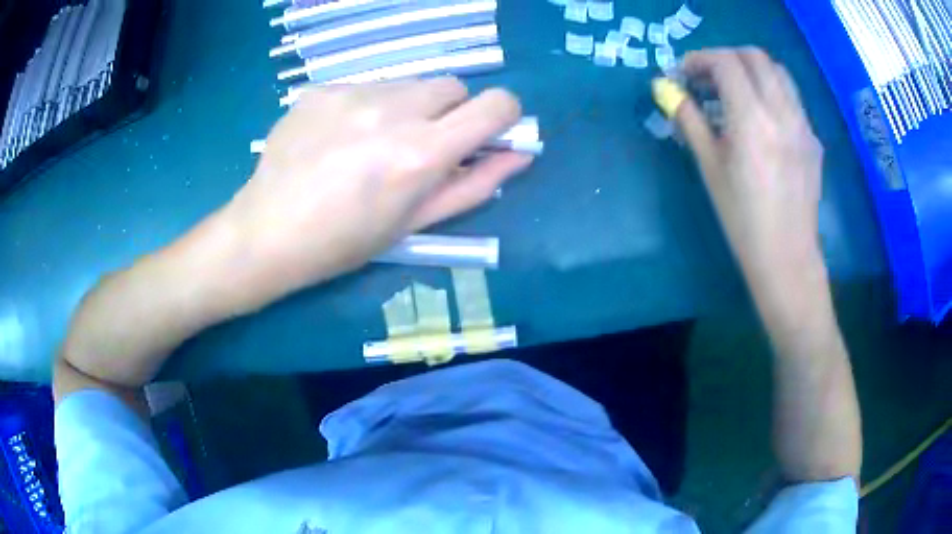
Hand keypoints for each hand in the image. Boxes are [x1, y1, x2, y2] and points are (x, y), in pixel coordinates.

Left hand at [220, 78, 532, 304]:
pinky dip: (367, 106)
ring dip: (407, 107)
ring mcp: (352, 93)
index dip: (503, 116)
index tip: (488, 133)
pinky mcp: (322, 88)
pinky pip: (366, 86)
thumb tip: (519, 155)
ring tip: (370, 144)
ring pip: (408, 84)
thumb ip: (474, 185)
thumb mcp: (415, 223)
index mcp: (421, 153)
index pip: (496, 105)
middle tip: (418, 146)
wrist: (266, 232)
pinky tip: (337, 137)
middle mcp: (392, 110)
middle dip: (450, 112)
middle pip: (452, 86)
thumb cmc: (344, 242)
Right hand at [661, 48, 825, 297]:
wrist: (786, 256)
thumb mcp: (709, 168)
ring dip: (751, 70)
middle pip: (755, 56)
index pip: (726, 63)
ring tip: (735, 92)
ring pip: (778, 72)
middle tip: (709, 78)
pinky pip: (791, 98)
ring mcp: (803, 124)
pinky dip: (770, 92)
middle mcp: (782, 113)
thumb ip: (689, 120)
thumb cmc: (742, 219)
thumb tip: (665, 89)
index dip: (700, 59)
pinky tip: (761, 119)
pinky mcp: (813, 138)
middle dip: (726, 58)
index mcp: (752, 120)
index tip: (684, 74)